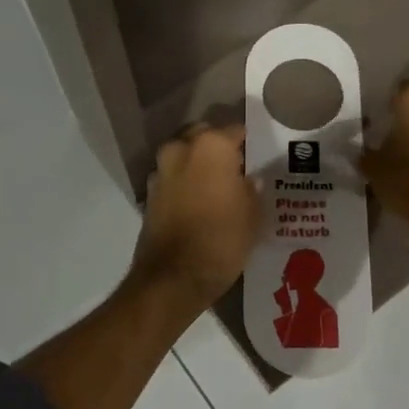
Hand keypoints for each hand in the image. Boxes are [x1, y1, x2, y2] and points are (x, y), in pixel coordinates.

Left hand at [129, 123, 261, 310]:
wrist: (173, 278)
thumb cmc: (222, 239)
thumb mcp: (253, 214)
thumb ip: (252, 188)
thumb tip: (250, 178)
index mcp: (211, 146)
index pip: (236, 130)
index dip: (249, 142)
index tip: (259, 155)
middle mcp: (181, 149)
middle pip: (204, 136)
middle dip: (219, 147)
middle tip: (238, 168)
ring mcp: (161, 171)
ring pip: (185, 155)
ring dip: (199, 165)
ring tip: (219, 186)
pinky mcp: (149, 194)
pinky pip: (173, 178)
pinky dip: (185, 183)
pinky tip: (200, 202)